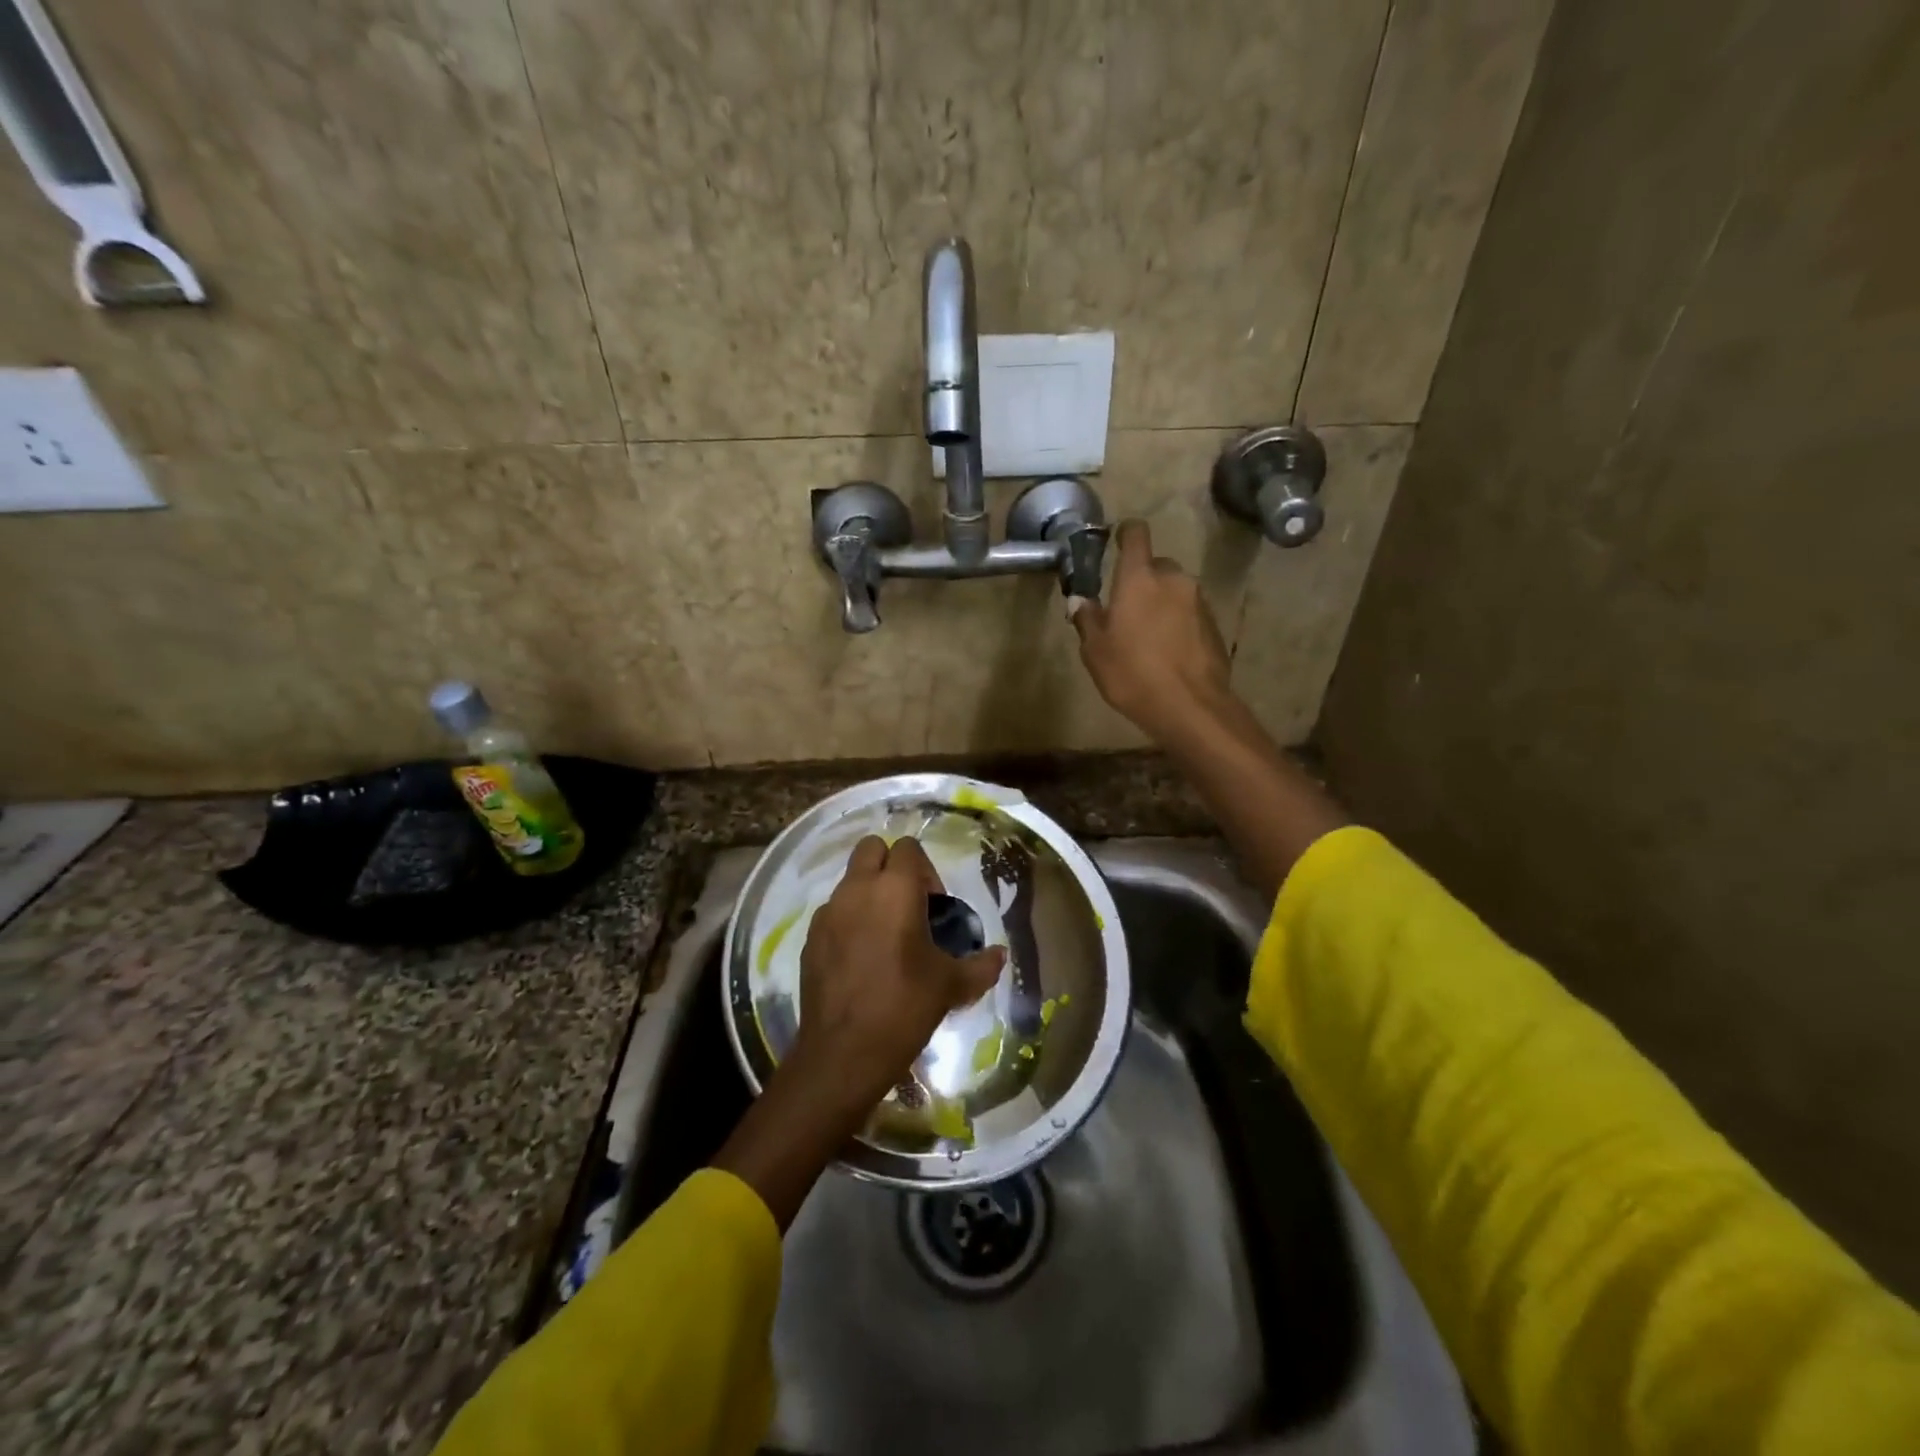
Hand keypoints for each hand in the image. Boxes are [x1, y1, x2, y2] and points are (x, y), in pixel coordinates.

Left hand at [790, 835, 1006, 1115]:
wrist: (843, 1053)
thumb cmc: (904, 1007)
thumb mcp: (952, 986)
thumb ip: (981, 965)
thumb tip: (999, 955)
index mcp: (895, 889)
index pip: (909, 848)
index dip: (926, 871)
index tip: (934, 907)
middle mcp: (857, 889)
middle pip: (872, 848)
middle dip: (891, 866)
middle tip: (909, 906)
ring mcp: (828, 912)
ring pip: (850, 880)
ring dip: (869, 894)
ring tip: (886, 937)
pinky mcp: (810, 938)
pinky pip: (834, 912)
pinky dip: (849, 921)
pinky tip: (862, 959)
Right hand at [1071, 519, 1234, 742]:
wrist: (1190, 706)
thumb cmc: (1132, 673)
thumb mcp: (1095, 650)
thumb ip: (1087, 619)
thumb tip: (1080, 600)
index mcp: (1139, 578)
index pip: (1136, 534)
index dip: (1126, 533)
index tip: (1116, 541)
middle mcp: (1173, 579)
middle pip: (1155, 566)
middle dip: (1141, 580)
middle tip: (1125, 609)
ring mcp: (1198, 600)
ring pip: (1174, 590)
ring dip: (1160, 603)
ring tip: (1146, 636)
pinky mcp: (1214, 624)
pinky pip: (1189, 613)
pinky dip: (1177, 622)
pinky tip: (1167, 651)